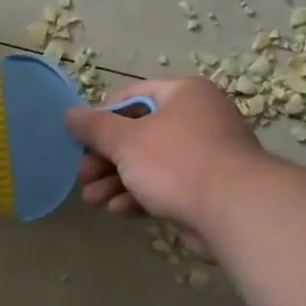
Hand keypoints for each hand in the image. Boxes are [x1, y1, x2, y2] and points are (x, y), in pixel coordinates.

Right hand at [64, 78, 263, 234]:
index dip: (102, 119)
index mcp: (183, 94)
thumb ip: (94, 127)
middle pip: (138, 134)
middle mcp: (197, 118)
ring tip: (93, 201)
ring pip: (149, 164)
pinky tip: (118, 211)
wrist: (235, 211)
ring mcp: (204, 155)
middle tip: (83, 178)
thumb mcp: (126, 140)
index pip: (132, 97)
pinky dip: (140, 196)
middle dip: (105, 160)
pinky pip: (165, 186)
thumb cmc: (176, 162)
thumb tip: (69, 114)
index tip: (81, 141)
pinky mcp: (206, 189)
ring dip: (116, 182)